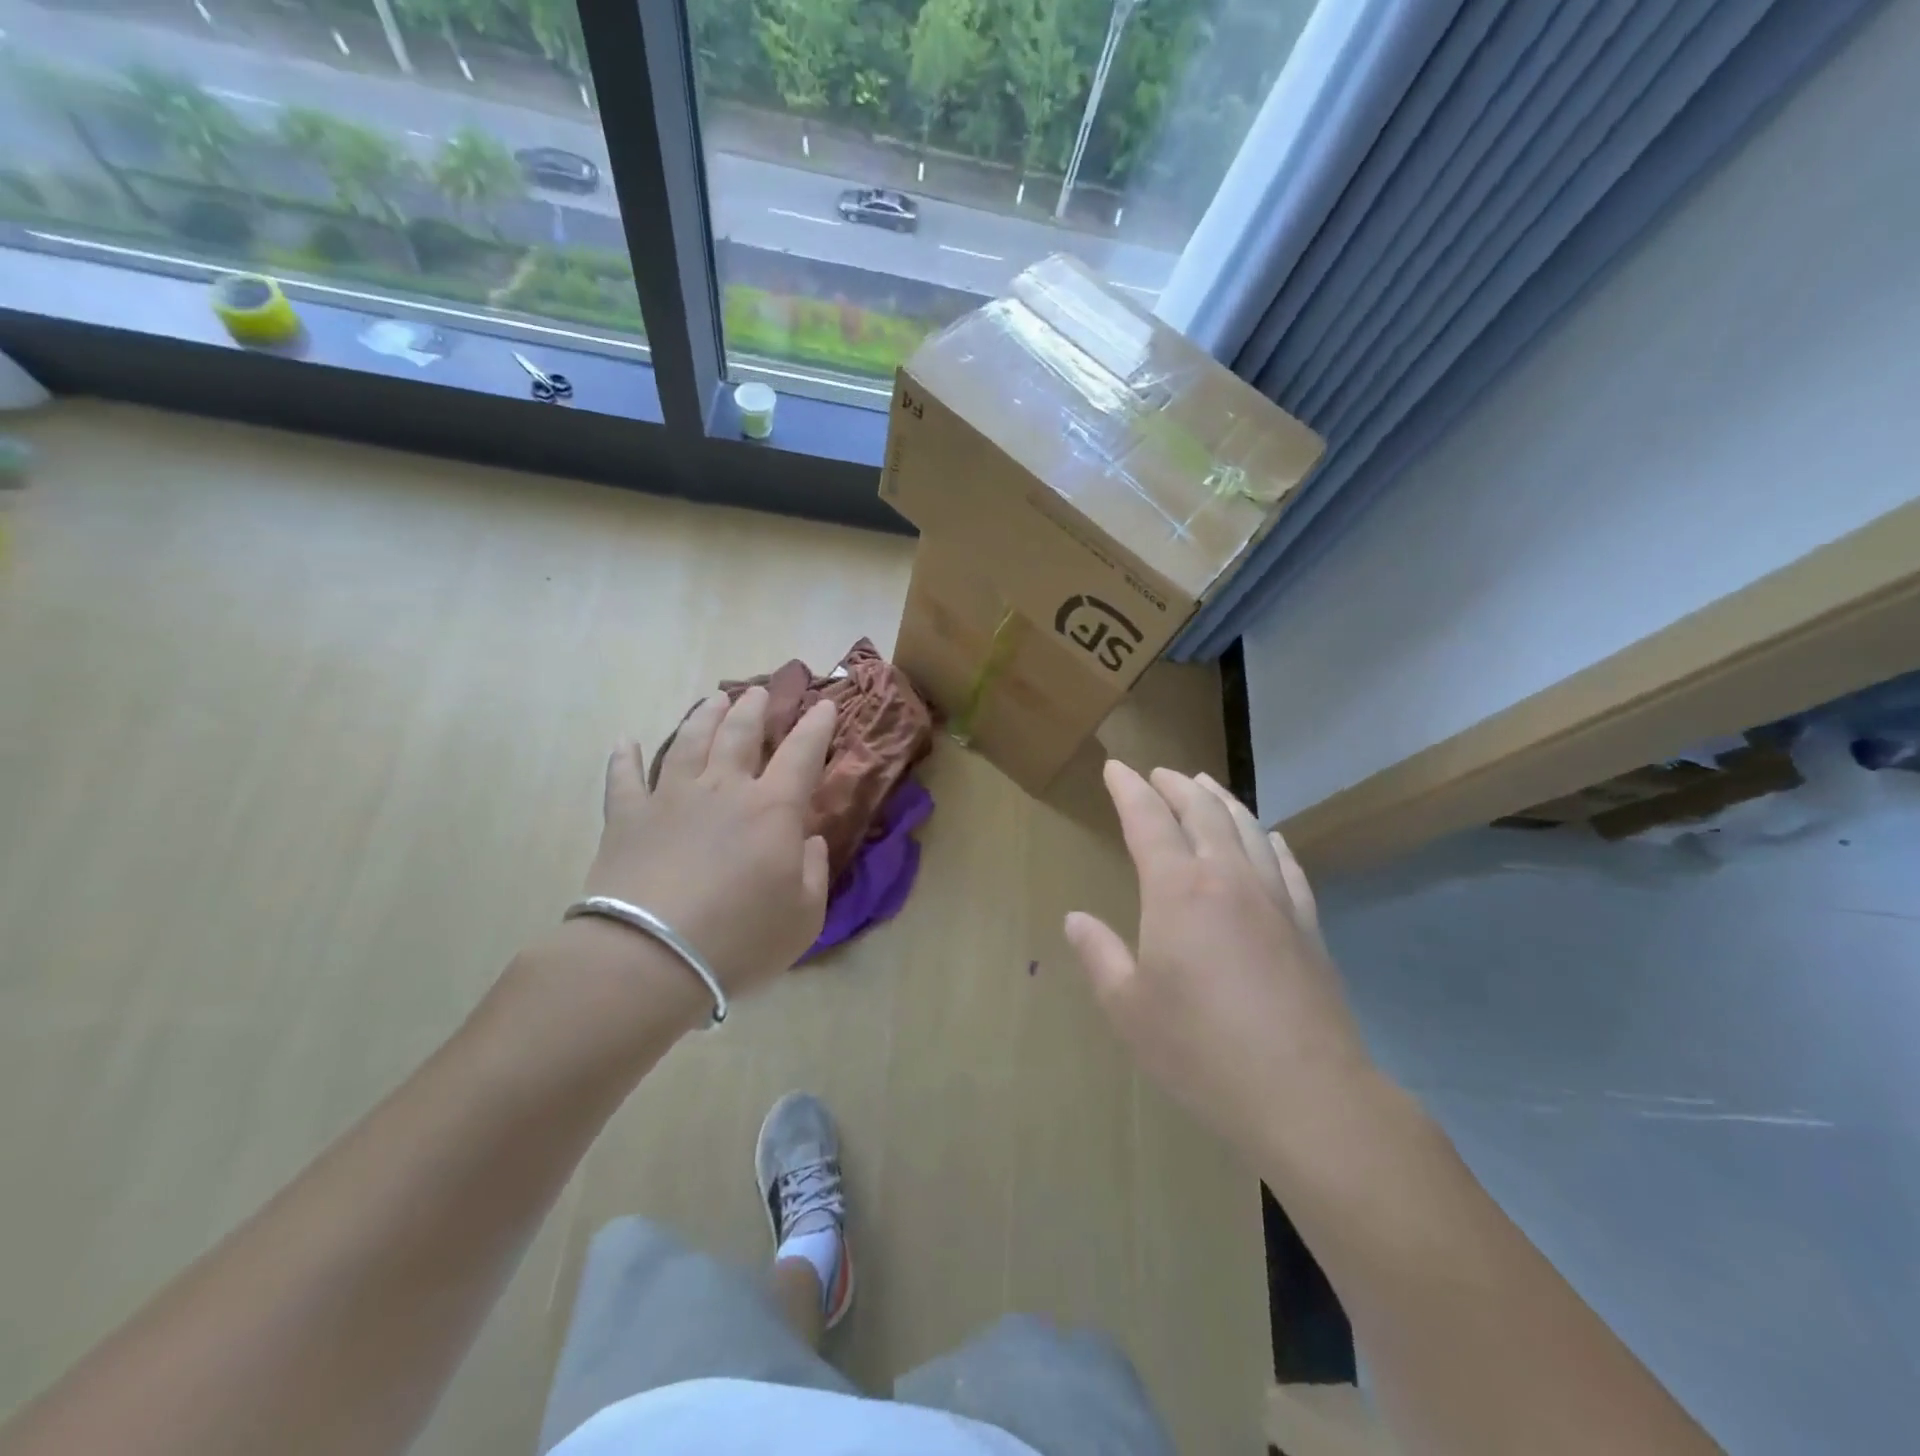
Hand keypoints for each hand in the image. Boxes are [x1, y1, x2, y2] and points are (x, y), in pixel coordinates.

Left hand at [584, 687, 834, 997]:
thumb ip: (814, 871)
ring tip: (715, 700)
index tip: (825, 704)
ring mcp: (671, 798)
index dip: (817, 726)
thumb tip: (808, 839)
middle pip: (740, 734)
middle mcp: (723, 789)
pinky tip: (624, 742)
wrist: (651, 958)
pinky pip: (624, 778)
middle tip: (760, 692)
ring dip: (704, 717)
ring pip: (689, 742)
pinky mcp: (627, 818)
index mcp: (773, 808)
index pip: (802, 753)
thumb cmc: (740, 938)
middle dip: (755, 709)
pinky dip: (624, 758)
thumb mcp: (804, 917)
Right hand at [1064, 761, 1373, 1162]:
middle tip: (1158, 772)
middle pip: (1202, 812)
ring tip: (1206, 785)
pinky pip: (1288, 865)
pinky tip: (1271, 837)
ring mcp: (1275, 900)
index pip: (1148, 820)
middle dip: (1176, 786)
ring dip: (1222, 800)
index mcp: (1178, 891)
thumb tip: (1075, 919)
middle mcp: (1228, 879)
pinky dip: (1272, 840)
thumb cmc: (1202, 1051)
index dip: (1129, 790)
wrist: (1306, 1095)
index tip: (1115, 768)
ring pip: (1248, 828)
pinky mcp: (1308, 927)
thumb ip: (1099, 955)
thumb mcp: (1129, 1008)